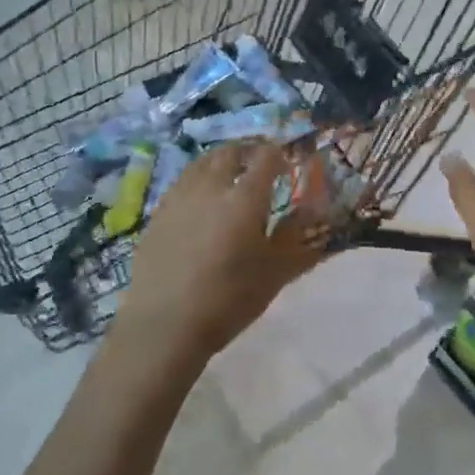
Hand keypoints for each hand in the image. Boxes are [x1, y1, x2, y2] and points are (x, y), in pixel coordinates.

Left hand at [119, 142, 329, 367]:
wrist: (165, 323)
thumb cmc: (229, 298)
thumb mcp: (275, 272)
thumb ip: (296, 235)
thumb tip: (316, 210)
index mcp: (246, 197)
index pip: (266, 157)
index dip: (278, 154)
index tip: (286, 163)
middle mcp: (212, 186)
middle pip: (230, 152)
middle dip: (247, 151)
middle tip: (257, 163)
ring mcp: (181, 196)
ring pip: (202, 162)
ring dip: (220, 160)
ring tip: (228, 173)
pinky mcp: (159, 212)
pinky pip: (182, 182)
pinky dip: (197, 179)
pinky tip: (200, 198)